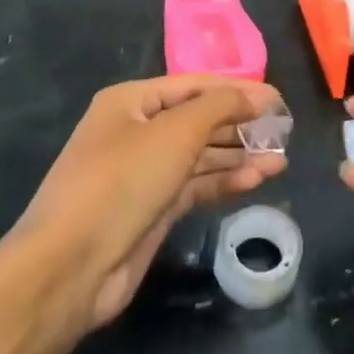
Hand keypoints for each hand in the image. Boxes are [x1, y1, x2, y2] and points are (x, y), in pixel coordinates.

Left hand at [13, 76, 286, 332]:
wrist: (70, 268)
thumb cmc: (122, 181)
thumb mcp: (176, 132)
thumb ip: (221, 106)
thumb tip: (259, 97)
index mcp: (131, 101)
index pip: (194, 85)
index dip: (237, 90)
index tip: (277, 100)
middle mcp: (137, 131)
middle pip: (198, 120)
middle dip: (240, 124)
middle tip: (283, 132)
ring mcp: (144, 172)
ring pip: (200, 155)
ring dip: (238, 155)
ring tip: (280, 160)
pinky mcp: (152, 209)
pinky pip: (195, 185)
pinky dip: (225, 181)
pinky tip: (257, 180)